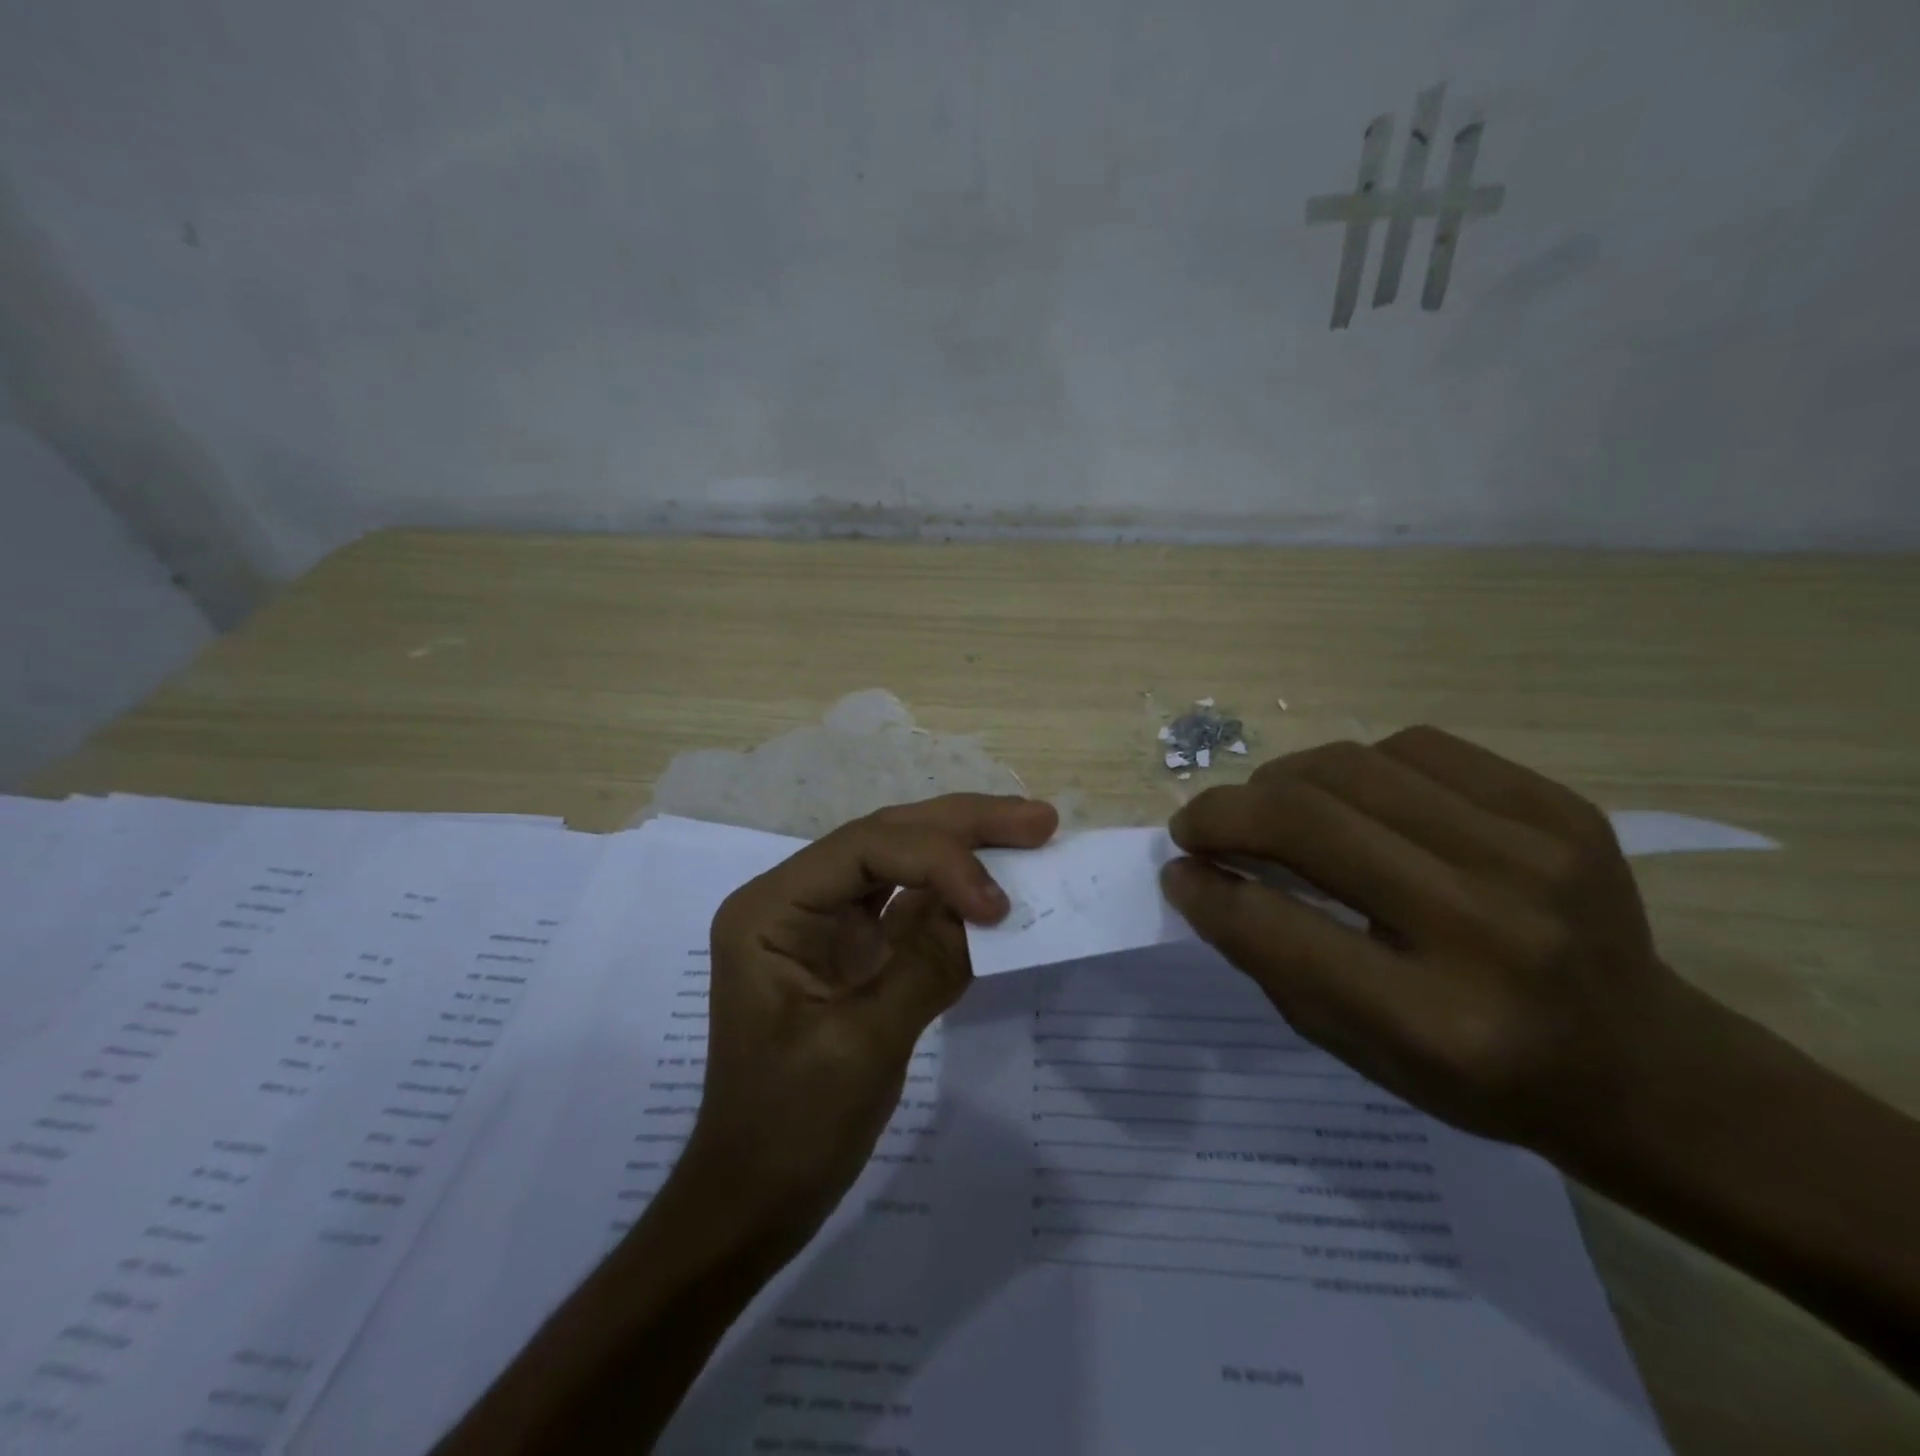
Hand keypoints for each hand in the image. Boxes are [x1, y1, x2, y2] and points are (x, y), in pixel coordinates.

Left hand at [688, 793, 1058, 1239]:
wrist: (755, 1199)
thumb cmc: (788, 1129)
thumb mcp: (859, 1047)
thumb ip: (926, 966)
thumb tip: (992, 911)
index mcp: (773, 908)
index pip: (865, 848)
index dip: (940, 859)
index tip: (997, 904)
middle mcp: (799, 899)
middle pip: (888, 839)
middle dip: (963, 826)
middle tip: (1038, 819)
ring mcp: (829, 924)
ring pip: (904, 862)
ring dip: (967, 849)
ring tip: (1031, 833)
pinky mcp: (858, 953)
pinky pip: (913, 910)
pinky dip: (958, 900)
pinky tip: (999, 889)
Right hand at [1159, 726, 1681, 1158]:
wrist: (1644, 1064)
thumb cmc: (1479, 1077)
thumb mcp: (1357, 1049)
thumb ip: (1269, 960)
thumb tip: (1197, 875)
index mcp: (1437, 1022)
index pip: (1277, 928)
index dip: (1206, 889)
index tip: (1176, 870)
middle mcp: (1489, 930)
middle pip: (1308, 823)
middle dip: (1224, 813)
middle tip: (1196, 826)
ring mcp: (1534, 856)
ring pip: (1350, 766)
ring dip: (1279, 781)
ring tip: (1265, 806)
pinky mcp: (1560, 808)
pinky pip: (1414, 746)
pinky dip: (1354, 765)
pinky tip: (1351, 797)